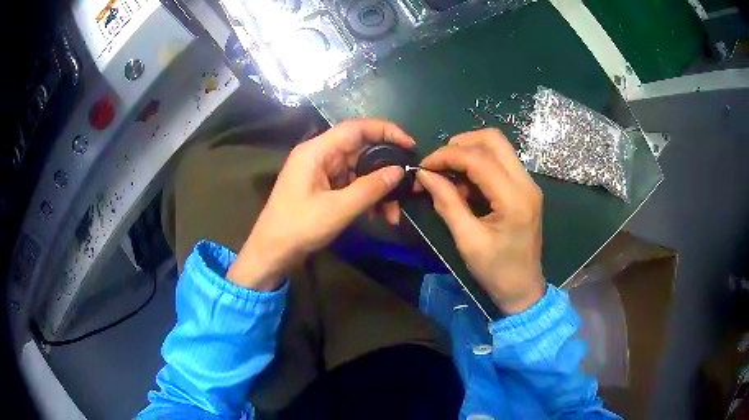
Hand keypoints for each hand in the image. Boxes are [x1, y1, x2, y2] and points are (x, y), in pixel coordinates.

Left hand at [227, 119, 414, 290]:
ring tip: (393, 214)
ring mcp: (321, 172)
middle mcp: (319, 156)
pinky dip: (366, 197)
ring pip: (359, 170)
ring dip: (378, 189)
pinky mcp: (323, 188)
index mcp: (317, 151)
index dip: (386, 131)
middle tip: (406, 188)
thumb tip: (399, 171)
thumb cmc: (299, 227)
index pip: (356, 128)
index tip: (410, 145)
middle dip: (385, 169)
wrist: (272, 253)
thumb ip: (370, 188)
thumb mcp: (338, 209)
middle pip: (360, 150)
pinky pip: (351, 185)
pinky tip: (378, 215)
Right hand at [416, 128, 544, 313]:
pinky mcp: (525, 189)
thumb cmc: (496, 271)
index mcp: (514, 198)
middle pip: (493, 139)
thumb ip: (447, 203)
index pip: (478, 158)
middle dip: (460, 144)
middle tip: (439, 164)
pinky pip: (500, 163)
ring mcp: (528, 184)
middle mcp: (526, 183)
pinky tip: (466, 188)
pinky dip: (479, 166)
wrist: (523, 290)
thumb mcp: (468, 240)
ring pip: (498, 147)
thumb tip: (425, 175)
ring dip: (469, 153)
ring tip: (450, 178)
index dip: (446, 156)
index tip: (424, 168)